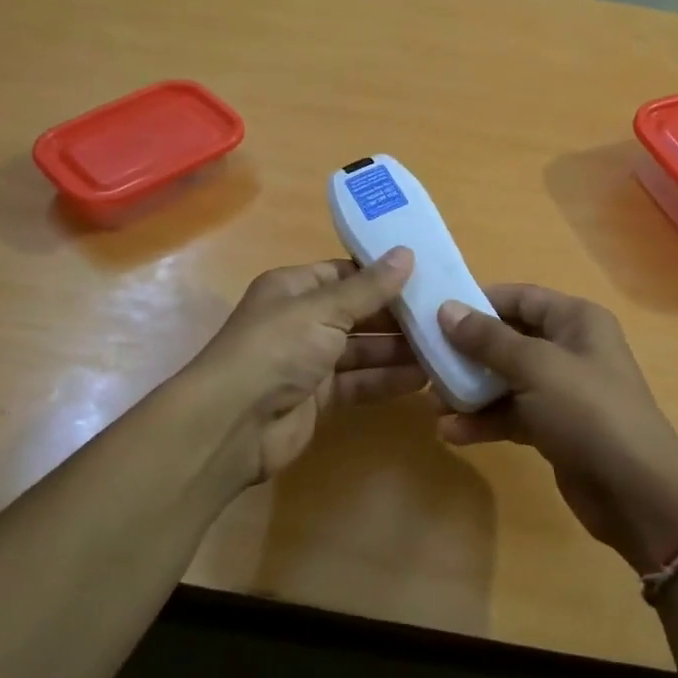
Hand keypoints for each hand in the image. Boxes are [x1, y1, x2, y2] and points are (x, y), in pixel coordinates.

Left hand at [191, 249, 423, 487]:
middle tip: (444, 315)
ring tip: (443, 347)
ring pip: (362, 350)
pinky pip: (359, 382)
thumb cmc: (276, 350)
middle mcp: (301, 321)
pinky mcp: (318, 398)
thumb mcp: (323, 310)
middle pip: (357, 313)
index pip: (344, 273)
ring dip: (398, 350)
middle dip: (396, 315)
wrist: (234, 424)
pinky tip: (423, 379)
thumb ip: (368, 288)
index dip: (382, 275)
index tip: (426, 275)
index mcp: (293, 288)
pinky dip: (386, 380)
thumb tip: (406, 253)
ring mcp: (309, 361)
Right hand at [437, 286, 677, 573]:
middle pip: (508, 339)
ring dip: (470, 391)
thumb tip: (447, 309)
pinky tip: (453, 432)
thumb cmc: (588, 412)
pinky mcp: (555, 427)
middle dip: (468, 352)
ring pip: (506, 380)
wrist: (636, 493)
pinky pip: (512, 414)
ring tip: (433, 405)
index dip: (478, 302)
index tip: (435, 314)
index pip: (519, 297)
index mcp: (575, 320)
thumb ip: (488, 339)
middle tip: (426, 362)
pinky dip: (485, 421)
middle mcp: (570, 348)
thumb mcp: (536, 367)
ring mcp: (562, 391)